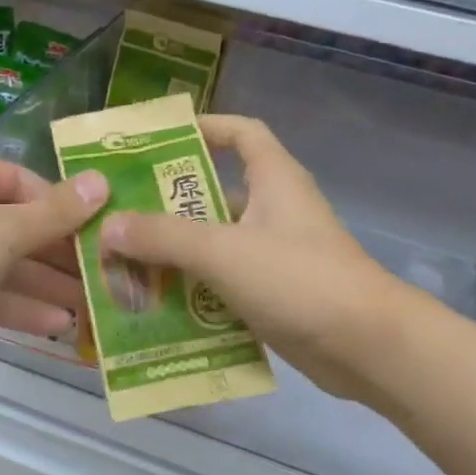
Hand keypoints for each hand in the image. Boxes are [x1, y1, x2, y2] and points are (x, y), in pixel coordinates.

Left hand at [0, 144, 108, 375]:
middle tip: (106, 278)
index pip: (27, 184)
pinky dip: (16, 306)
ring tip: (92, 308)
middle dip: (60, 256)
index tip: (105, 235)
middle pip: (17, 226)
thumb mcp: (1, 230)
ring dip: (44, 286)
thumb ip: (55, 213)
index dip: (68, 209)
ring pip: (3, 264)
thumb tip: (103, 182)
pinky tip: (56, 326)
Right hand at [98, 115, 400, 402]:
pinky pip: (226, 284)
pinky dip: (196, 292)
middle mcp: (277, 211)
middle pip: (217, 194)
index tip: (158, 141)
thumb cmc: (298, 280)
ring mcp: (277, 256)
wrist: (366, 347)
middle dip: (171, 205)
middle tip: (120, 216)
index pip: (241, 133)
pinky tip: (158, 306)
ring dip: (178, 254)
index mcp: (275, 180)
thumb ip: (163, 237)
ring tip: (126, 265)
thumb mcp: (223, 251)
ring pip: (218, 245)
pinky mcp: (277, 296)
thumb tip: (109, 227)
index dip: (205, 127)